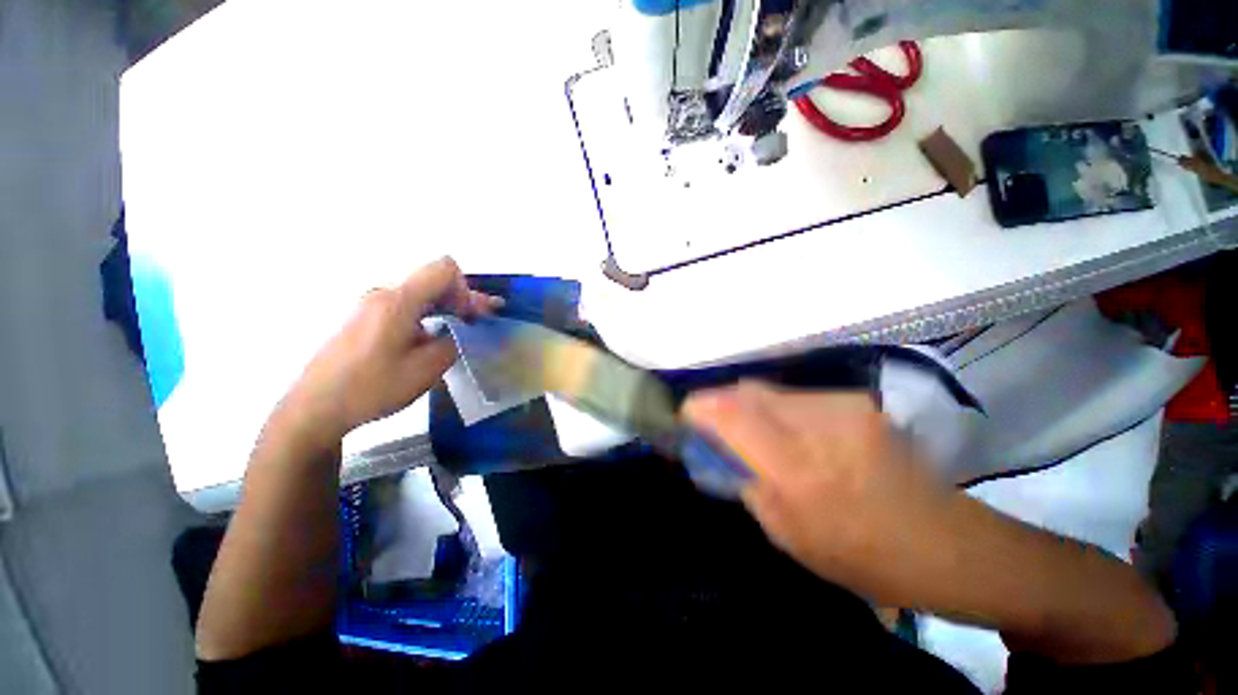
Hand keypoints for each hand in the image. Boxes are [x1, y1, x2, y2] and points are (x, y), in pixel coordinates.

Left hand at [285, 257, 500, 441]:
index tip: (469, 317)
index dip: (466, 289)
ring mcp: (370, 303)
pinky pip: (405, 304)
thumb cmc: (372, 388)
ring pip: (420, 291)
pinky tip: (435, 332)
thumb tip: (456, 329)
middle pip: (433, 278)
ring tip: (463, 325)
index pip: (444, 268)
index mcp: (398, 300)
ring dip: (445, 305)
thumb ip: (452, 341)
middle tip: (479, 320)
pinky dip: (428, 312)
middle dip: (460, 297)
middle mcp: (383, 293)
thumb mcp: (426, 369)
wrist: (315, 407)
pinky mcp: (364, 316)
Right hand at [684, 382, 954, 605]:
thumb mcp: (785, 532)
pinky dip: (775, 408)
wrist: (944, 543)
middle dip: (719, 403)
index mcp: (796, 467)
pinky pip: (793, 396)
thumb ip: (743, 479)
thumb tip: (711, 447)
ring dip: (748, 406)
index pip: (730, 412)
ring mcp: (840, 406)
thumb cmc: (860, 555)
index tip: (684, 417)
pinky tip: (786, 432)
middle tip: (710, 425)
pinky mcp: (854, 401)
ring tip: (750, 433)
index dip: (698, 407)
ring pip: (768, 390)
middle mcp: (816, 423)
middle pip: (746, 390)